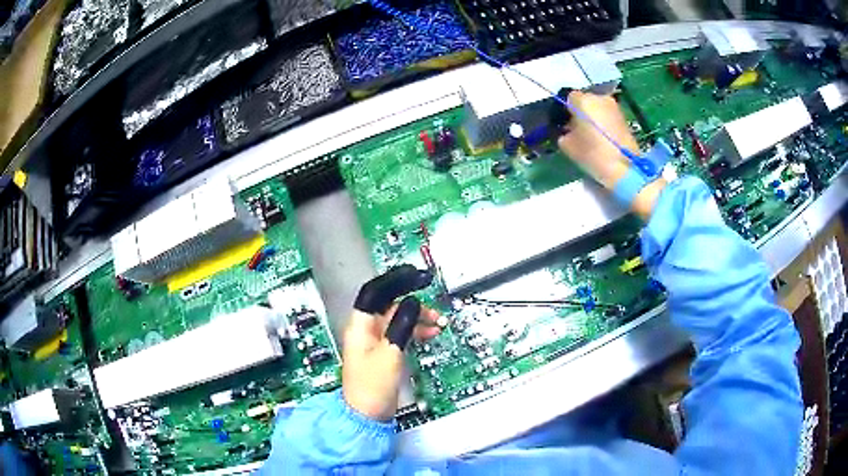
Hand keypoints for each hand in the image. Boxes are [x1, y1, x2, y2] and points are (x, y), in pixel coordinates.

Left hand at [342, 265, 441, 420]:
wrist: (368, 413)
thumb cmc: (372, 387)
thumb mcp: (391, 352)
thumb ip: (401, 324)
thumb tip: (412, 303)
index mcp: (360, 326)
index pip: (375, 292)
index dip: (394, 280)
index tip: (414, 275)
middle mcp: (366, 330)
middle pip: (390, 305)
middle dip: (413, 302)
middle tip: (432, 301)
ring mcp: (376, 341)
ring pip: (399, 319)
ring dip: (419, 318)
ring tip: (438, 322)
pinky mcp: (385, 352)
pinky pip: (402, 333)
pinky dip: (417, 331)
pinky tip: (430, 333)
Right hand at [557, 91, 665, 218]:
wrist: (625, 169)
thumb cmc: (593, 155)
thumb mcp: (568, 146)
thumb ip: (564, 133)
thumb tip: (567, 130)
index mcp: (583, 101)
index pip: (569, 98)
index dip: (566, 111)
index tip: (565, 125)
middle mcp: (599, 98)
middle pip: (585, 101)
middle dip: (581, 113)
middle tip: (578, 131)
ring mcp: (614, 106)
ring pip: (598, 107)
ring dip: (593, 117)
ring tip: (591, 136)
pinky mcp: (624, 117)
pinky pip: (608, 115)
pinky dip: (604, 122)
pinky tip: (603, 138)